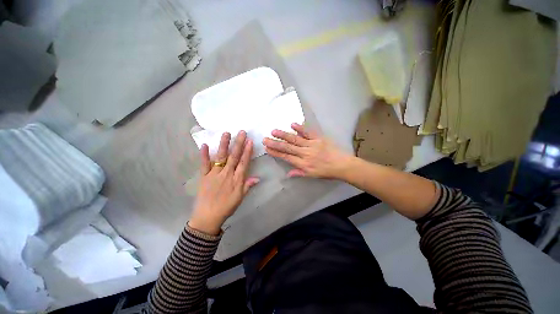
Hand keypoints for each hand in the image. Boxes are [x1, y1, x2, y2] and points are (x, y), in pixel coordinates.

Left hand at [189, 131, 259, 234]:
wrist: (208, 217)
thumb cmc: (227, 207)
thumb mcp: (240, 198)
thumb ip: (248, 186)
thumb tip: (258, 178)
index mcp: (236, 179)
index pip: (243, 162)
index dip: (247, 151)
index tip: (249, 141)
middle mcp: (226, 174)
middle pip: (234, 157)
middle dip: (238, 144)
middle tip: (241, 132)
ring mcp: (214, 174)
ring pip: (220, 157)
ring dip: (224, 145)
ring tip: (226, 133)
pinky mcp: (204, 176)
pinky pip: (204, 164)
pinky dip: (204, 155)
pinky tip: (205, 145)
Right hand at [263, 123, 353, 178]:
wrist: (342, 165)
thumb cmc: (326, 172)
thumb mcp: (312, 175)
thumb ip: (299, 173)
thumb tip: (287, 174)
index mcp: (303, 163)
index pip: (286, 157)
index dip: (276, 153)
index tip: (267, 149)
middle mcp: (305, 153)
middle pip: (288, 147)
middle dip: (275, 143)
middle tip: (265, 139)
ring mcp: (312, 145)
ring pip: (295, 139)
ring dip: (284, 135)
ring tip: (273, 131)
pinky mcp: (319, 138)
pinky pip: (308, 132)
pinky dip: (300, 128)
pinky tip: (292, 124)